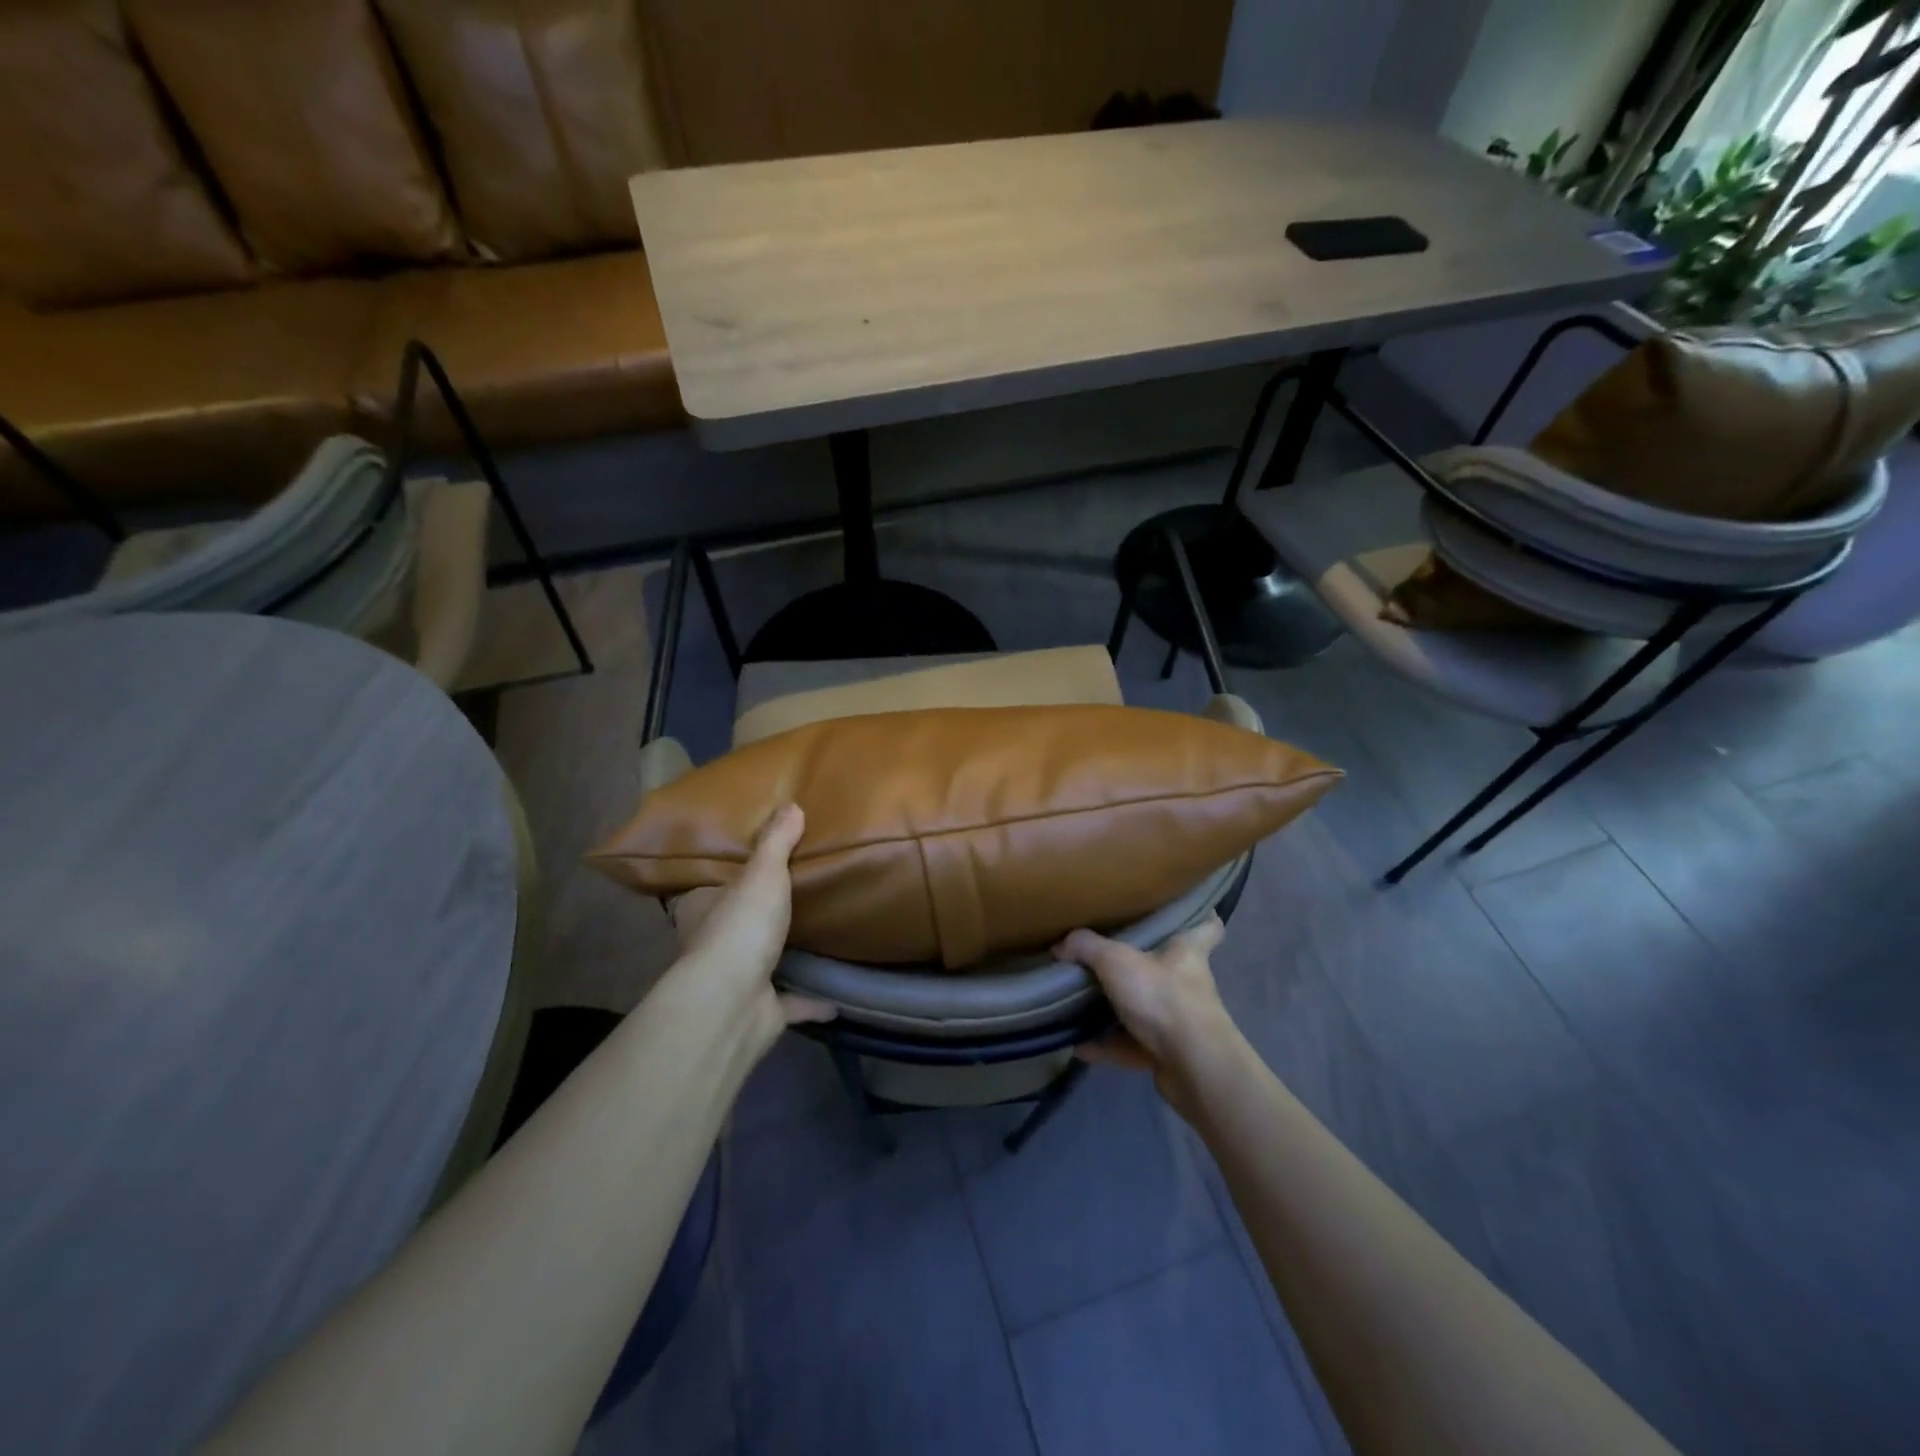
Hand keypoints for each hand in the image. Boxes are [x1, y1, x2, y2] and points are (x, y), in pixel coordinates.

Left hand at [671, 804, 834, 1050]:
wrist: (733, 1004)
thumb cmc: (740, 928)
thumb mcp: (761, 873)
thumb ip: (776, 842)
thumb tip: (791, 804)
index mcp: (702, 910)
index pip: (707, 889)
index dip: (725, 878)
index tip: (754, 866)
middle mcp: (713, 946)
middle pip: (736, 925)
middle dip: (758, 916)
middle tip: (794, 894)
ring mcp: (737, 982)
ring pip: (763, 964)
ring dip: (784, 957)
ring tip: (818, 936)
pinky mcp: (762, 1012)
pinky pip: (793, 1003)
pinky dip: (813, 1002)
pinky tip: (838, 996)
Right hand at [1054, 914, 1242, 1114]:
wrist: (1193, 1068)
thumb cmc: (1163, 998)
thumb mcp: (1116, 961)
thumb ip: (1086, 947)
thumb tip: (1061, 943)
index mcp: (1187, 951)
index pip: (1206, 925)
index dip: (1198, 915)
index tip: (1181, 908)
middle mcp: (1188, 983)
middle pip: (1168, 966)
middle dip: (1142, 962)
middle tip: (1109, 951)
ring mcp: (1180, 1021)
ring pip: (1147, 1008)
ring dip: (1118, 1008)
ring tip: (1082, 1000)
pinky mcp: (1168, 1054)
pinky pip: (1131, 1044)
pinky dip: (1106, 1045)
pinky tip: (1078, 1045)